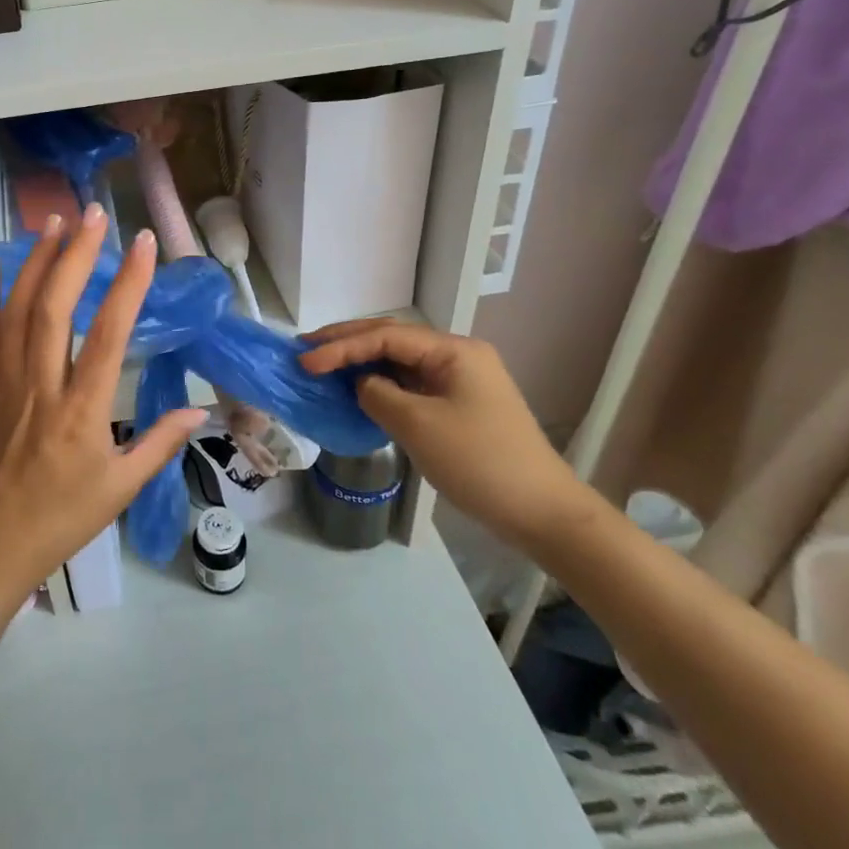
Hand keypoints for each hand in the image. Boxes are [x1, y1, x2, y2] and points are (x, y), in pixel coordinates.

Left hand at [0, 206, 206, 599]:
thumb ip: (160, 444)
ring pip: (18, 312)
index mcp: (81, 412)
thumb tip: (199, 410)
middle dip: (76, 255)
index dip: (128, 285)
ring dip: (36, 262)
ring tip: (53, 220)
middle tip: (93, 214)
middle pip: (54, 309)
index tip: (144, 244)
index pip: (108, 335)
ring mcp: (8, 383)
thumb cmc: (62, 519)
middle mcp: (41, 386)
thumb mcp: (121, 489)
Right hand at [299, 322, 588, 548]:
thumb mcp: (419, 425)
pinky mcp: (459, 405)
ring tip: (322, 366)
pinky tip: (357, 390)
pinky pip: (410, 384)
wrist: (543, 514)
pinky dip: (380, 385)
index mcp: (453, 350)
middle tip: (305, 350)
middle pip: (392, 339)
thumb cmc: (480, 463)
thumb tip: (361, 384)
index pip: (386, 335)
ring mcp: (460, 380)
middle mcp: (457, 355)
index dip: (341, 346)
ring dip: (361, 362)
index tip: (306, 361)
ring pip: (399, 361)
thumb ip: (378, 394)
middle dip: (347, 343)